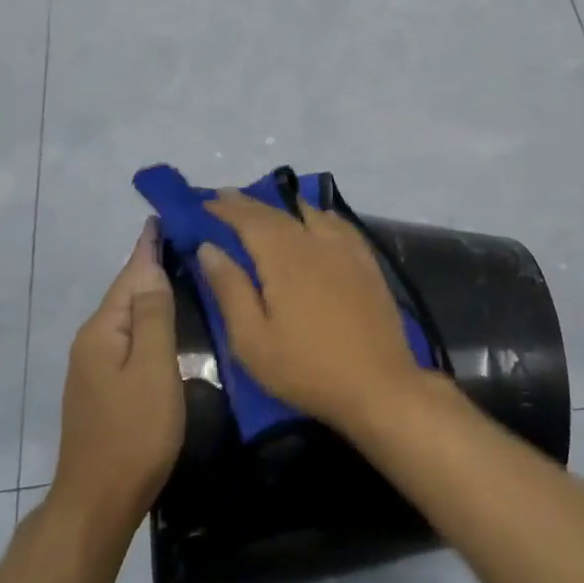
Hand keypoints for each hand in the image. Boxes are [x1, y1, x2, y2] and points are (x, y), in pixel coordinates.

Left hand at [54, 219, 184, 531]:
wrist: (99, 501)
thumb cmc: (134, 432)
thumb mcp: (152, 370)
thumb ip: (153, 316)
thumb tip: (150, 265)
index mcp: (103, 331)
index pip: (130, 274)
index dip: (148, 246)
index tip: (165, 217)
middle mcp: (92, 341)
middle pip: (126, 293)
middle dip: (151, 265)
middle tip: (187, 242)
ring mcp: (94, 367)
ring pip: (128, 318)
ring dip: (151, 293)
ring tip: (183, 273)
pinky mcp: (103, 388)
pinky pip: (129, 340)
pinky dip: (149, 322)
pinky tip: (167, 324)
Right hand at [198, 192, 430, 430]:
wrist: (378, 384)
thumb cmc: (306, 368)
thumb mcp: (252, 339)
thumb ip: (230, 289)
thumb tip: (209, 248)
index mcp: (284, 258)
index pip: (249, 220)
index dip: (226, 209)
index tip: (205, 203)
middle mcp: (316, 242)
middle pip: (278, 213)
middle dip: (249, 204)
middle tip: (226, 198)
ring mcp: (346, 251)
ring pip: (310, 214)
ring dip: (283, 207)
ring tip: (265, 208)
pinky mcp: (367, 264)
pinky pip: (339, 226)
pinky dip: (320, 216)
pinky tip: (317, 220)